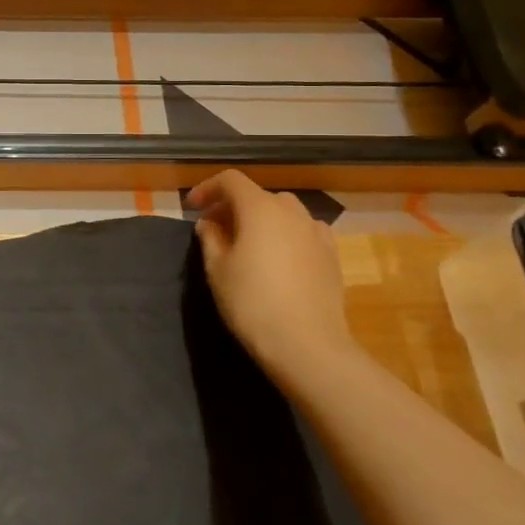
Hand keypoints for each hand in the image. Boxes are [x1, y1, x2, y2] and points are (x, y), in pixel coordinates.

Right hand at [187, 171, 351, 371]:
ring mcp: (316, 232)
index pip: (230, 181)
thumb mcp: (217, 269)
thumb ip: (210, 238)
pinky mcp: (331, 254)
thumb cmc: (251, 302)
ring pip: (284, 212)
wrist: (307, 344)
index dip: (208, 188)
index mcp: (259, 208)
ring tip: (247, 242)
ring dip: (261, 219)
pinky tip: (279, 257)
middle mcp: (291, 211)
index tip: (192, 208)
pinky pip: (304, 231)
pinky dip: (286, 234)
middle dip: (233, 205)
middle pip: (258, 195)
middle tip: (216, 228)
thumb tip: (209, 224)